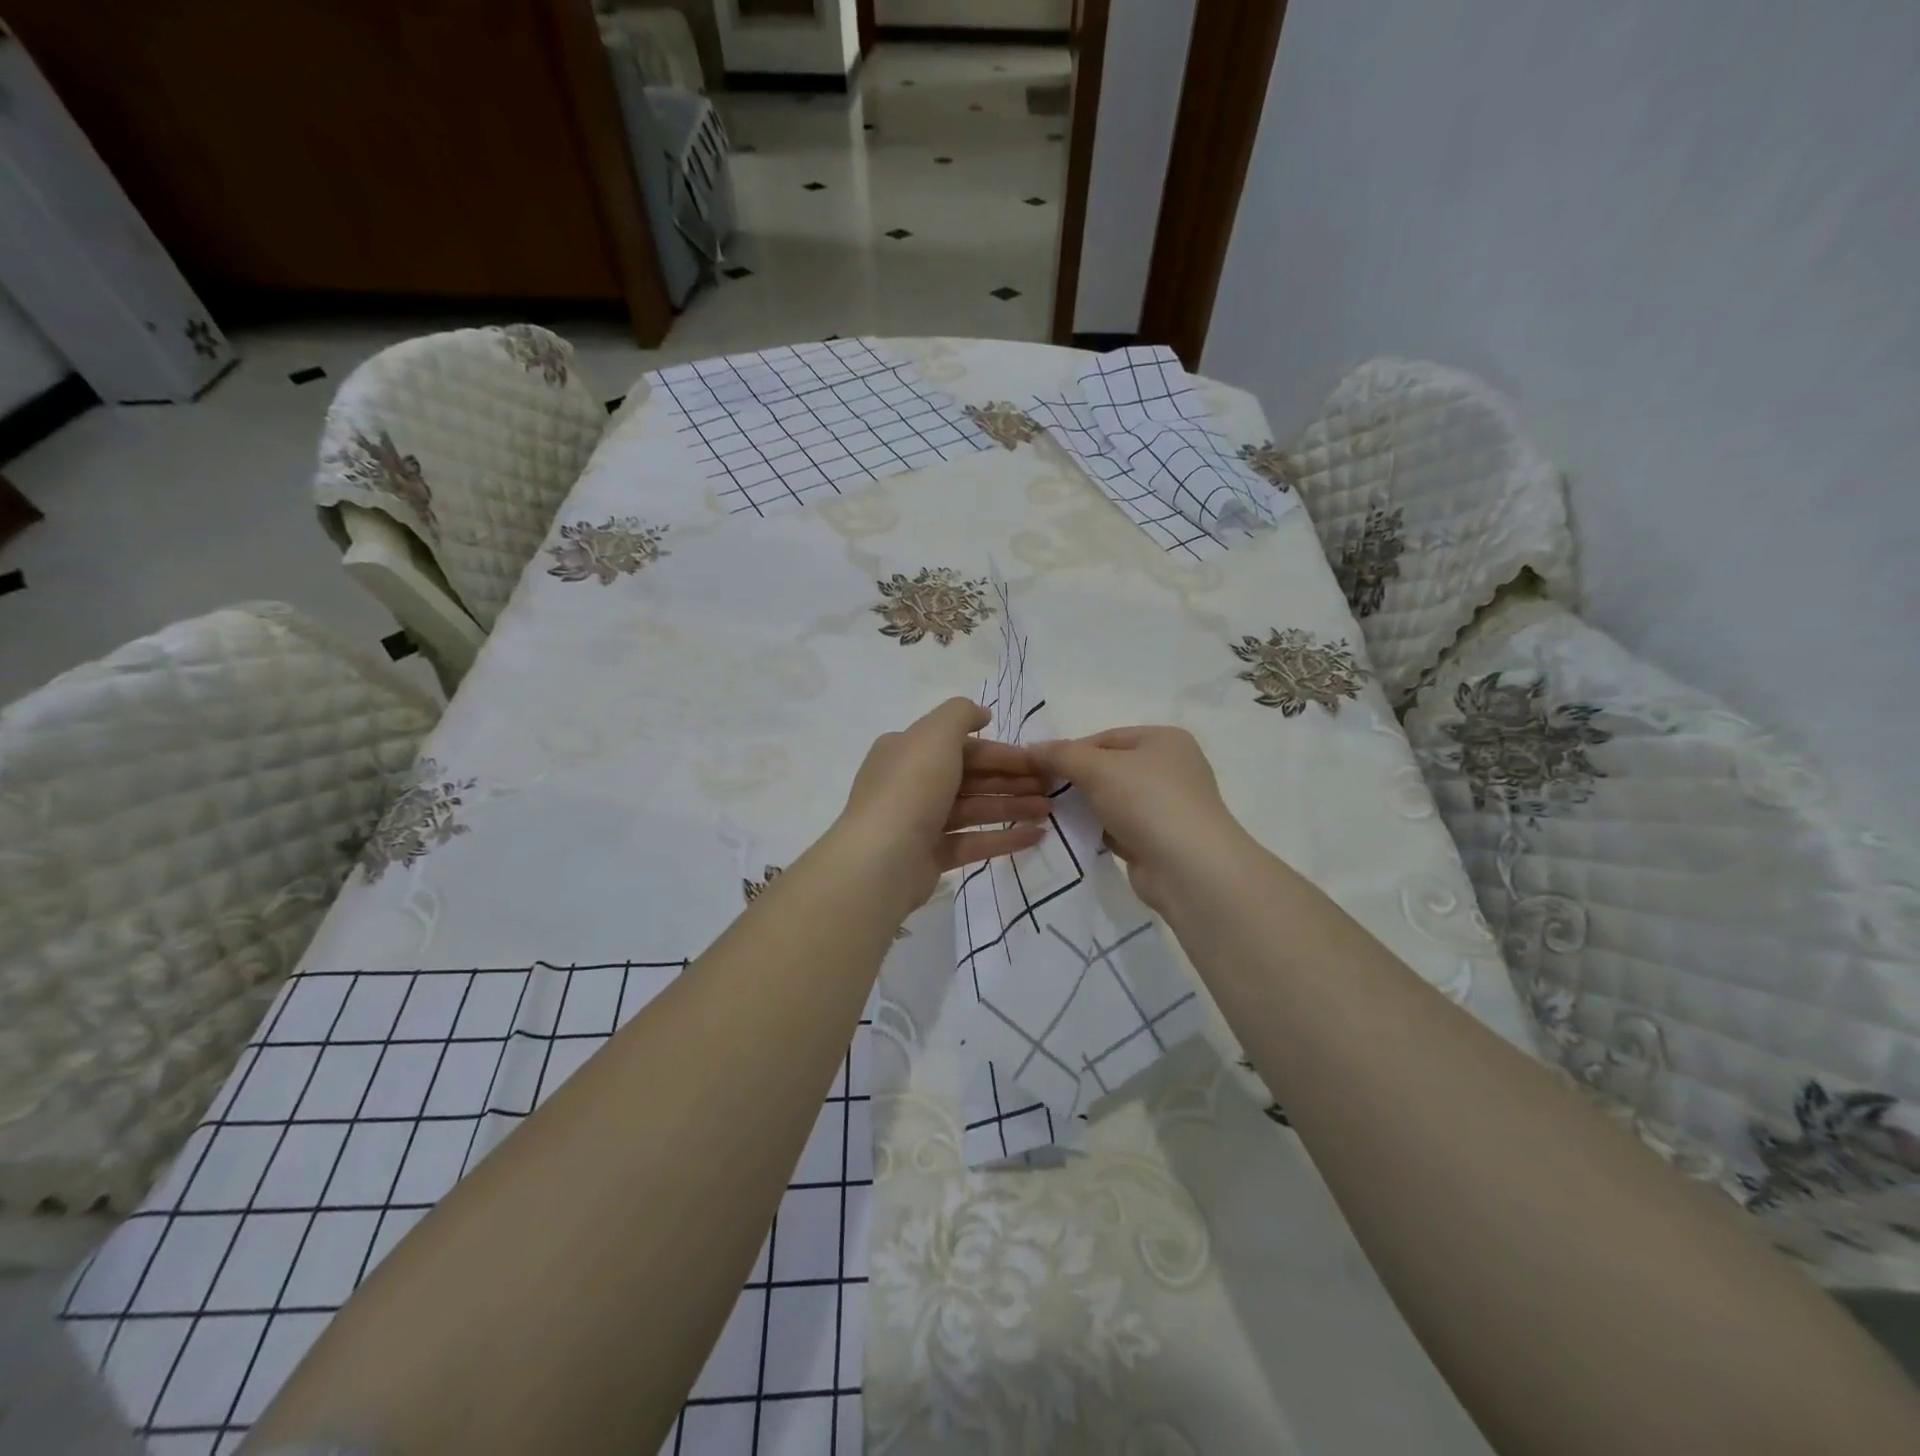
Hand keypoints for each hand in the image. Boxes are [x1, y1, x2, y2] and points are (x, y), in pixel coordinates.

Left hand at [837, 698, 1053, 912]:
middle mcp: (911, 783)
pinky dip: (1003, 838)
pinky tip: (1036, 836)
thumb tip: (982, 714)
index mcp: (907, 751)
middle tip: (1051, 787)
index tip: (1038, 760)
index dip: (1002, 751)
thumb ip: (961, 714)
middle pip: (970, 777)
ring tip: (1049, 811)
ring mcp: (920, 822)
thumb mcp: (936, 734)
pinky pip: (972, 842)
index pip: (962, 746)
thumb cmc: (911, 787)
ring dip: (1013, 807)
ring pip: (974, 809)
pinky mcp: (930, 856)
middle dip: (1011, 780)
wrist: (882, 859)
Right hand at [1029, 727, 1246, 912]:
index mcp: (1164, 740)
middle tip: (1042, 791)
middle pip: (1109, 768)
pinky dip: (1099, 830)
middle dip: (1077, 779)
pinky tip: (1077, 836)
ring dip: (1086, 807)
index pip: (1105, 738)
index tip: (1038, 768)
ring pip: (1113, 800)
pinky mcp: (1159, 840)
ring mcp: (1167, 807)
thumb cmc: (1147, 801)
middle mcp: (1170, 769)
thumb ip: (1062, 755)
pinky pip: (1119, 827)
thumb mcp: (1098, 768)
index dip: (1070, 751)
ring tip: (1052, 814)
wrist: (1188, 869)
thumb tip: (1031, 748)